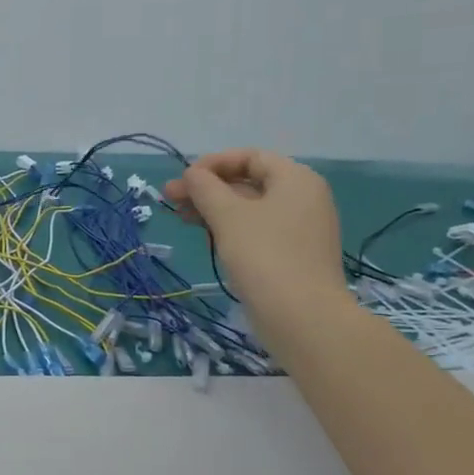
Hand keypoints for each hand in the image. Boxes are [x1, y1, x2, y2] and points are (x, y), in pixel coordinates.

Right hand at [164, 149, 347, 321]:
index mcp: (295, 179)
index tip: (183, 180)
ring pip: (250, 208)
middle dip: (208, 188)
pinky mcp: (292, 255)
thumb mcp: (228, 216)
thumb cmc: (264, 256)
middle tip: (170, 199)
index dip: (212, 164)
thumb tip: (192, 174)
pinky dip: (230, 228)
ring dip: (214, 209)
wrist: (302, 318)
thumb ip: (205, 188)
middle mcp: (303, 198)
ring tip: (180, 218)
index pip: (249, 157)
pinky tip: (206, 236)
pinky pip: (257, 230)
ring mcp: (300, 229)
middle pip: (248, 181)